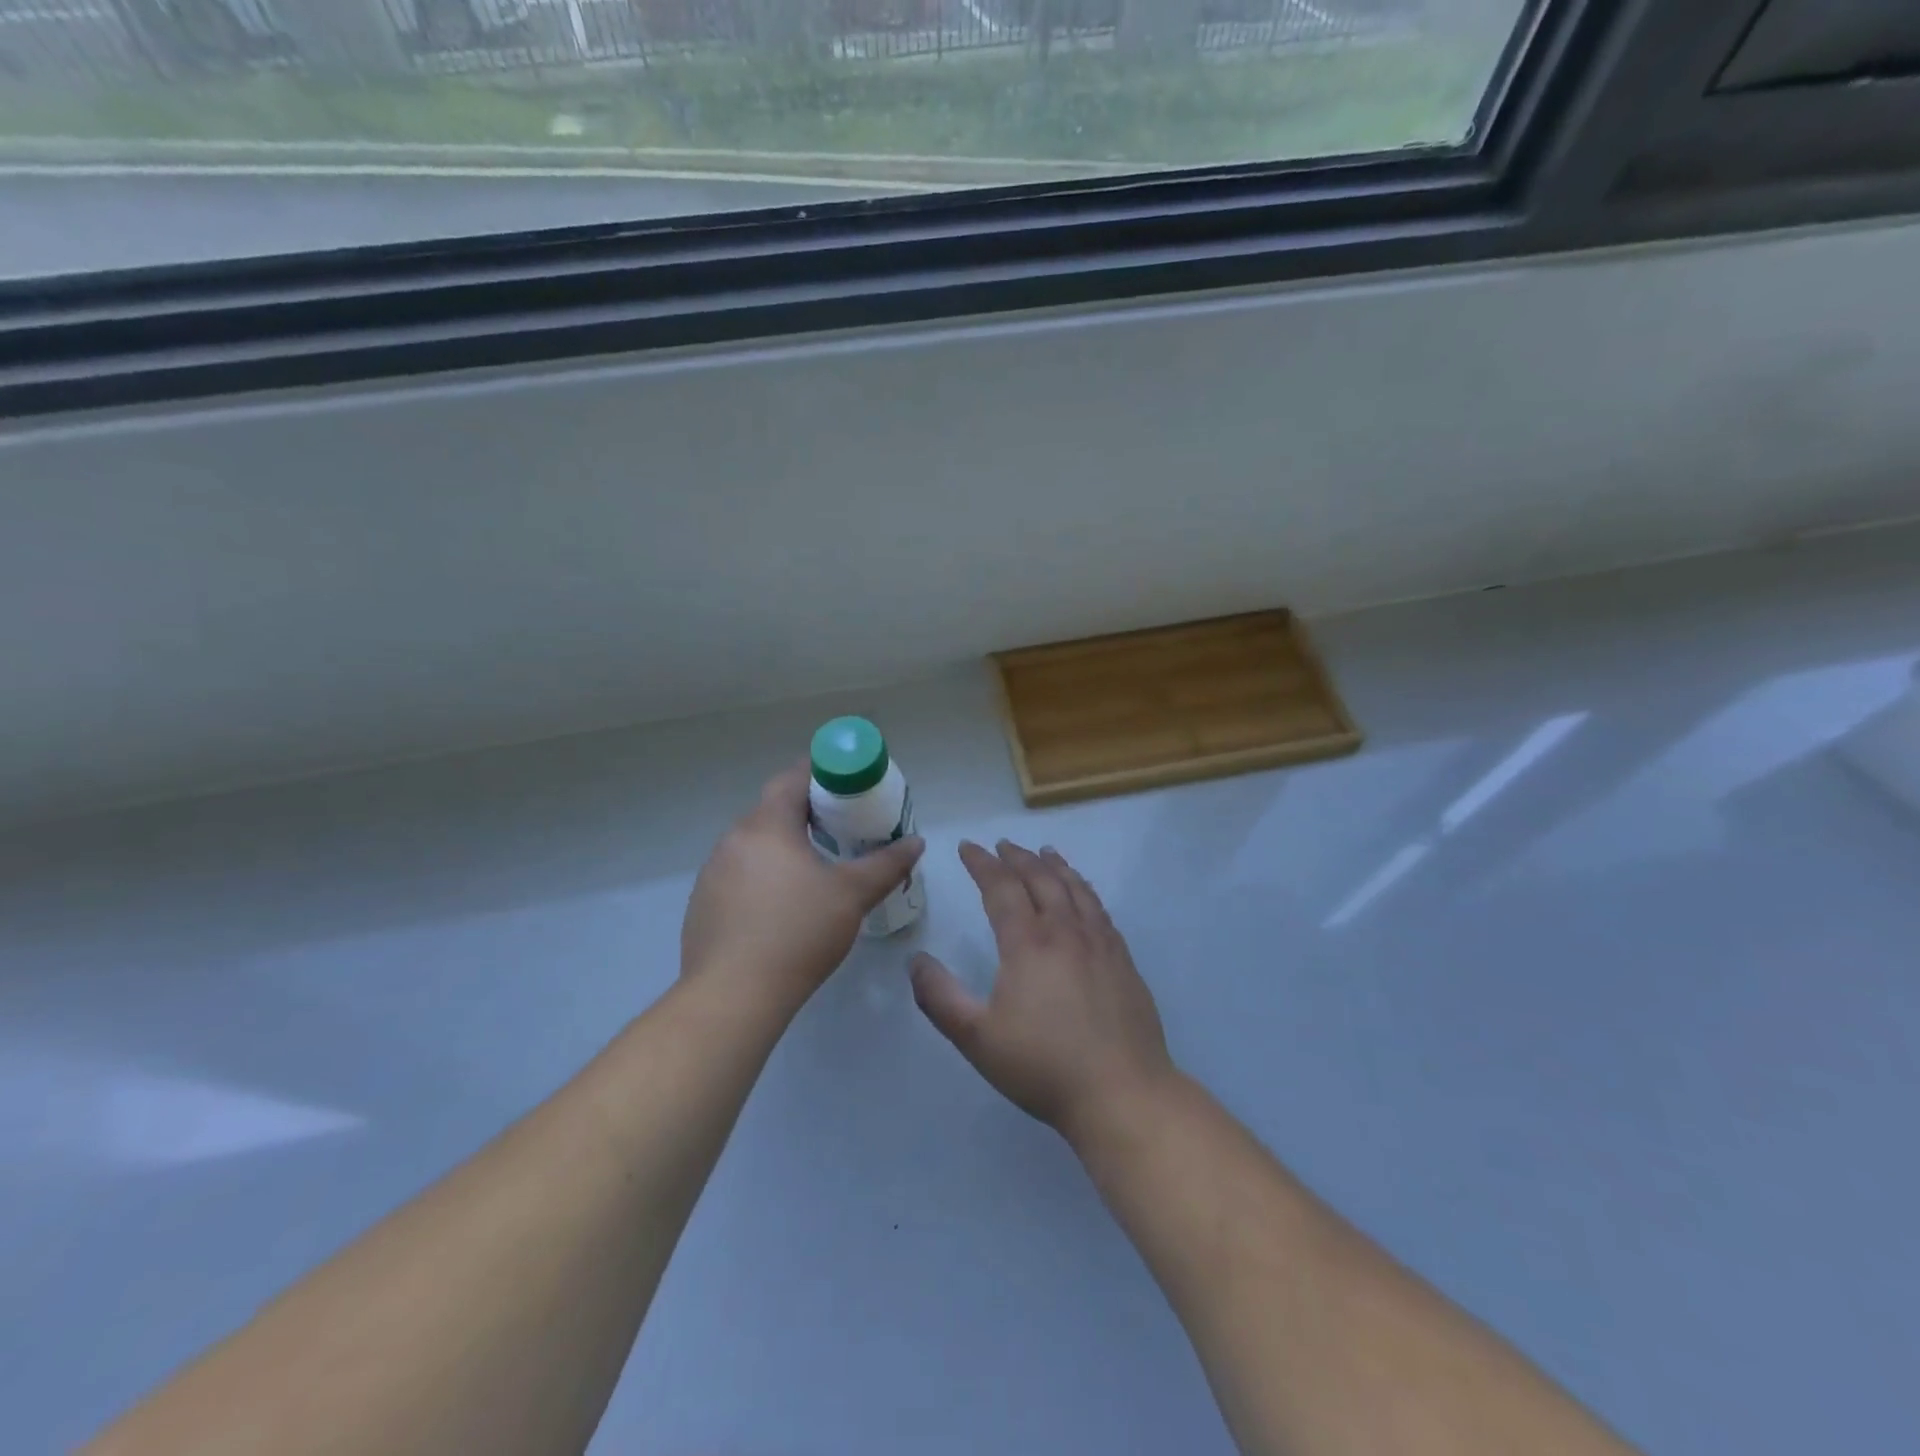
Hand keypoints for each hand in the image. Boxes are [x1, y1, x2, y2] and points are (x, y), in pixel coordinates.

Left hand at [681, 765, 923, 1017]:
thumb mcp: (852, 895)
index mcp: (766, 826)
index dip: (820, 774)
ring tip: (814, 866)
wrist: (733, 996)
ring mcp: (712, 873)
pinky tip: (781, 906)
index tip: (847, 785)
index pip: (791, 779)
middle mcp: (732, 840)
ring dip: (783, 846)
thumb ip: (886, 864)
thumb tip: (916, 842)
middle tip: (841, 826)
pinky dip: (763, 875)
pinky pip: (739, 874)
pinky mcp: (703, 904)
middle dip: (806, 811)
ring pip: (754, 844)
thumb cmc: (798, 933)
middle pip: (772, 810)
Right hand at [911, 840, 1174, 1144]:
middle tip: (1002, 845)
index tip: (968, 847)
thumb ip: (940, 997)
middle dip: (1017, 857)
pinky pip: (1099, 908)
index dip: (982, 864)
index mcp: (1028, 943)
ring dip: (1055, 865)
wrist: (1121, 1092)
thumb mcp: (977, 1038)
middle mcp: (1065, 931)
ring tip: (1044, 852)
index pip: (1001, 888)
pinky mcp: (1122, 959)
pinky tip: (1082, 893)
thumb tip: (916, 960)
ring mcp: (1099, 943)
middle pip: (1040, 878)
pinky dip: (1084, 888)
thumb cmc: (1043, 1066)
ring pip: (1074, 888)